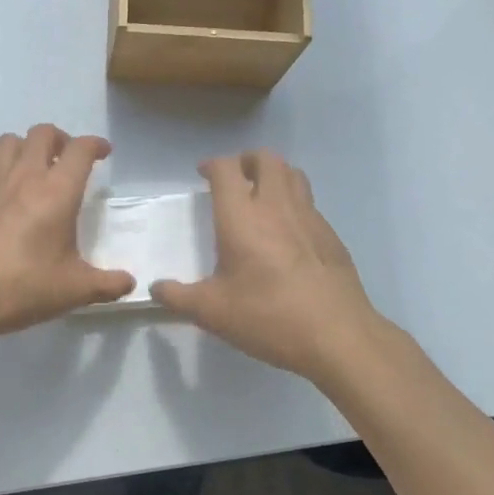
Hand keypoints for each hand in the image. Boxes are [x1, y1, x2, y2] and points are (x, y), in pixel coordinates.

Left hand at [0, 124, 135, 342]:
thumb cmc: (22, 287)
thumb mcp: (73, 291)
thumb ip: (106, 285)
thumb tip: (129, 283)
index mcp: (57, 191)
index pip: (80, 149)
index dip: (95, 145)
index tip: (103, 153)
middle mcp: (25, 176)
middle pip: (43, 133)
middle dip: (60, 139)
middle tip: (67, 160)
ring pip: (9, 141)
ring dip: (26, 147)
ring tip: (33, 169)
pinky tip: (1, 192)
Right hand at [152, 150, 380, 380]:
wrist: (337, 335)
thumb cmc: (268, 317)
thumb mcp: (212, 313)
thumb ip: (178, 297)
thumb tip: (156, 288)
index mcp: (242, 217)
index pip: (227, 169)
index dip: (213, 165)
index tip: (204, 175)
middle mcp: (276, 206)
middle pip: (265, 159)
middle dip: (246, 160)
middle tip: (234, 179)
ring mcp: (309, 217)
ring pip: (293, 174)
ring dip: (274, 175)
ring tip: (261, 195)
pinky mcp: (330, 235)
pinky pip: (309, 203)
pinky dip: (294, 202)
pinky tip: (287, 232)